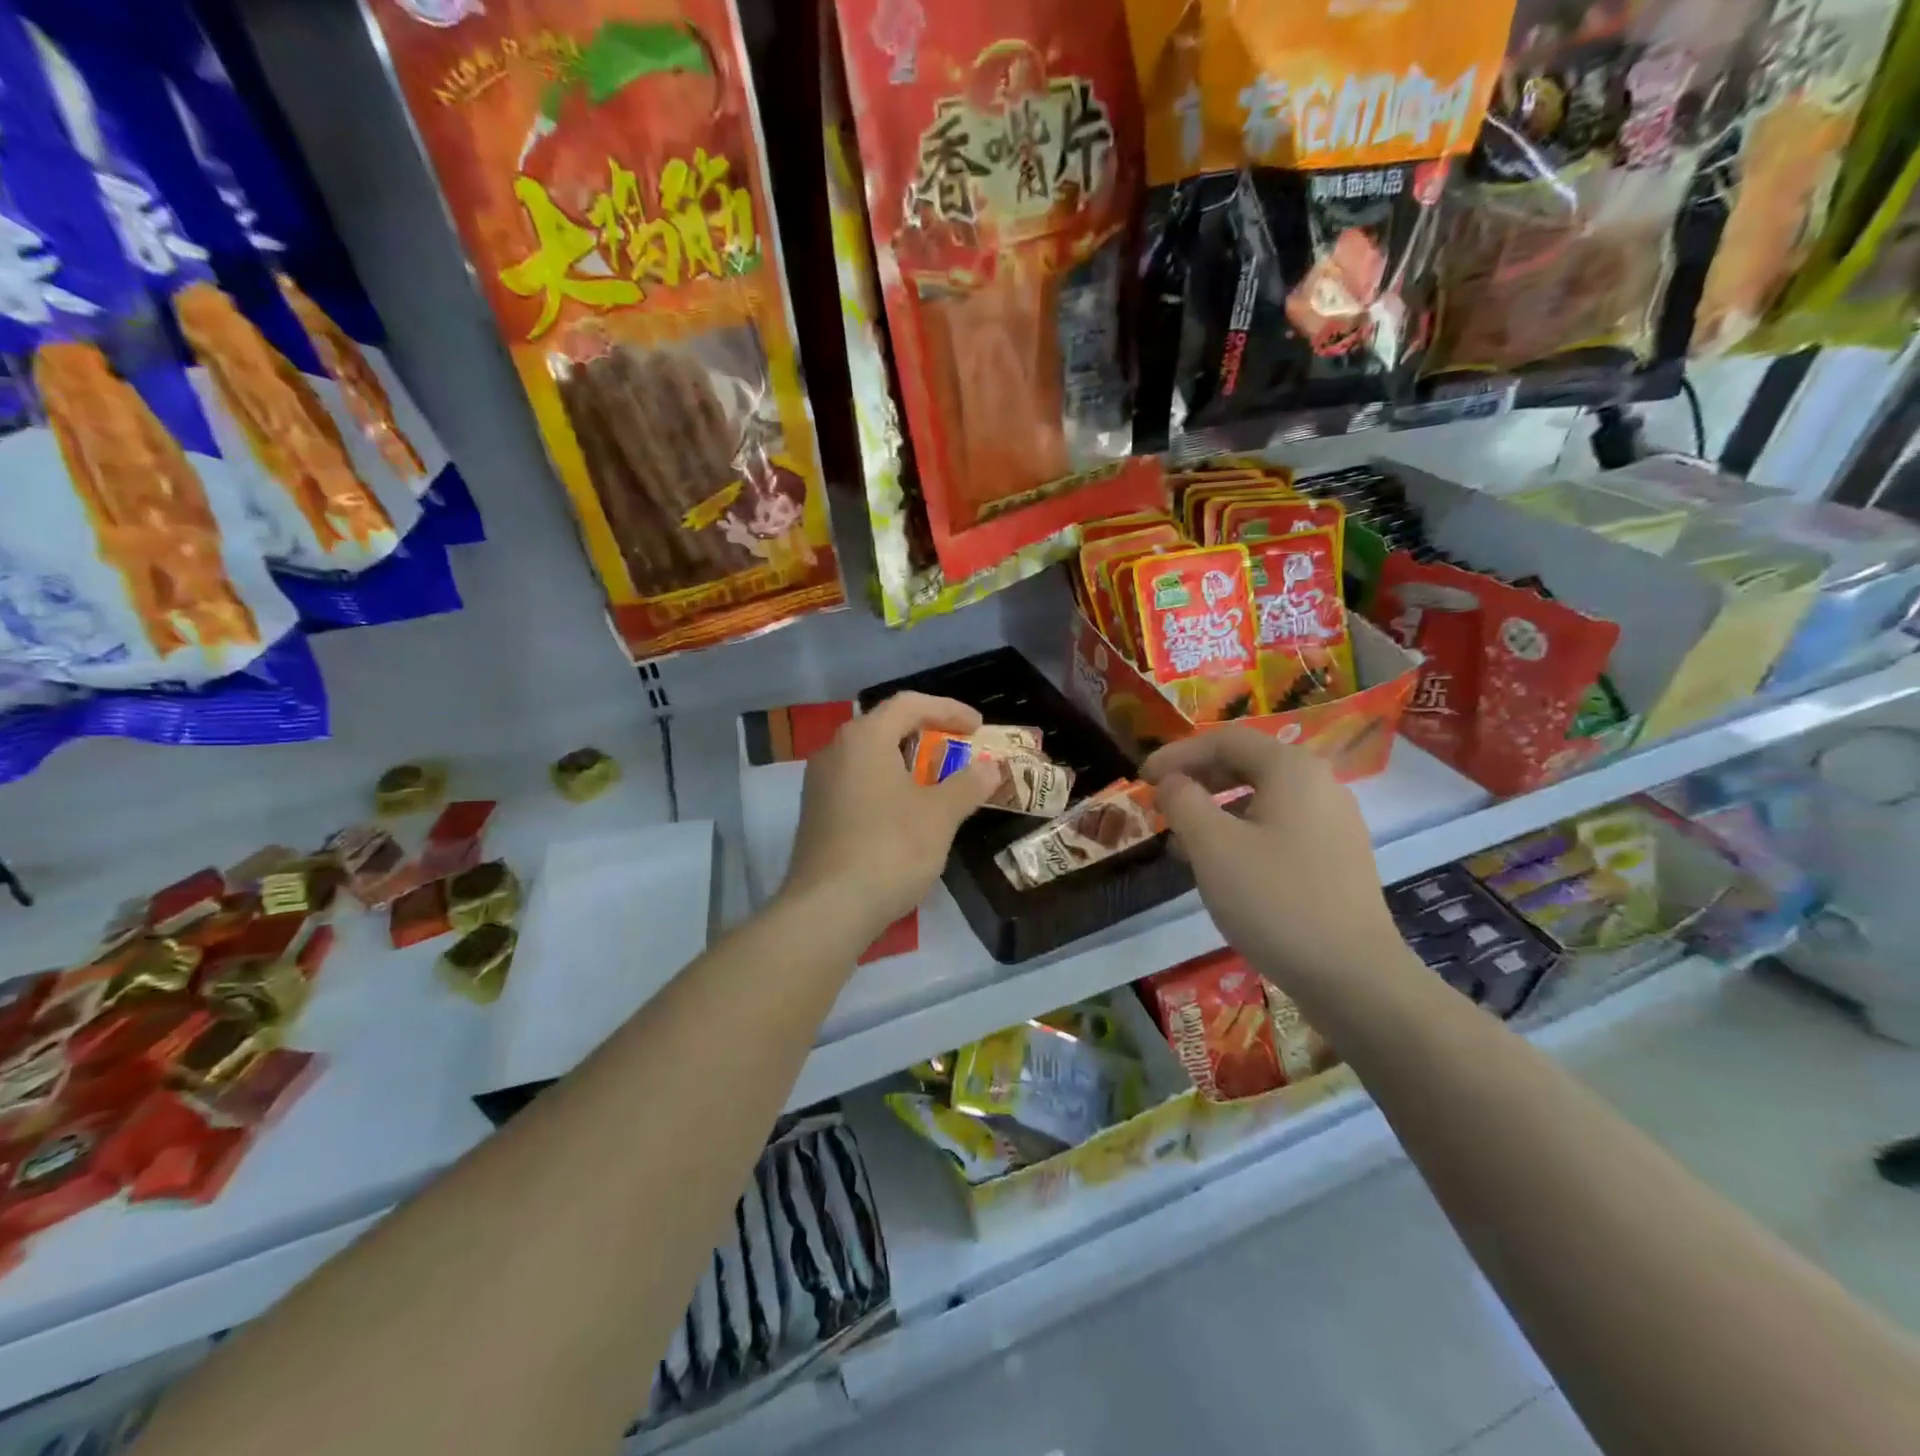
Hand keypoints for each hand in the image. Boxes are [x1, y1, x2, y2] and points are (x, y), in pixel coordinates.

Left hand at [781, 692, 998, 943]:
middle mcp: (835, 751)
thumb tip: (990, 768)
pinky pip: (857, 783)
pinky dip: (887, 786)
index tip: (978, 727)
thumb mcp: (940, 815)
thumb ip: (968, 785)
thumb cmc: (890, 849)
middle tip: (959, 751)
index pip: (909, 704)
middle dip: (927, 735)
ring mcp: (819, 784)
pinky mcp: (815, 814)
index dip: (948, 710)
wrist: (829, 908)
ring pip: (870, 757)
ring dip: (906, 763)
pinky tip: (906, 812)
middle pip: (886, 727)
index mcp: (864, 738)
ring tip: (937, 782)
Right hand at [1143, 727, 1404, 995]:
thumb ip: (1183, 801)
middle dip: (1196, 779)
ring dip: (1215, 809)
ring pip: (1261, 798)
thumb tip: (1171, 782)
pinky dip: (1241, 832)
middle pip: (1246, 764)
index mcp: (1292, 770)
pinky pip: (1278, 827)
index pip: (1225, 740)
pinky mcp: (1336, 858)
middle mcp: (1319, 784)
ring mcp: (1333, 823)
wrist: (1353, 976)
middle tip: (1159, 802)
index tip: (1142, 778)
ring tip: (1180, 839)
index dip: (1177, 754)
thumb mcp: (1212, 846)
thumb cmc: (1275, 900)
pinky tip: (1219, 865)